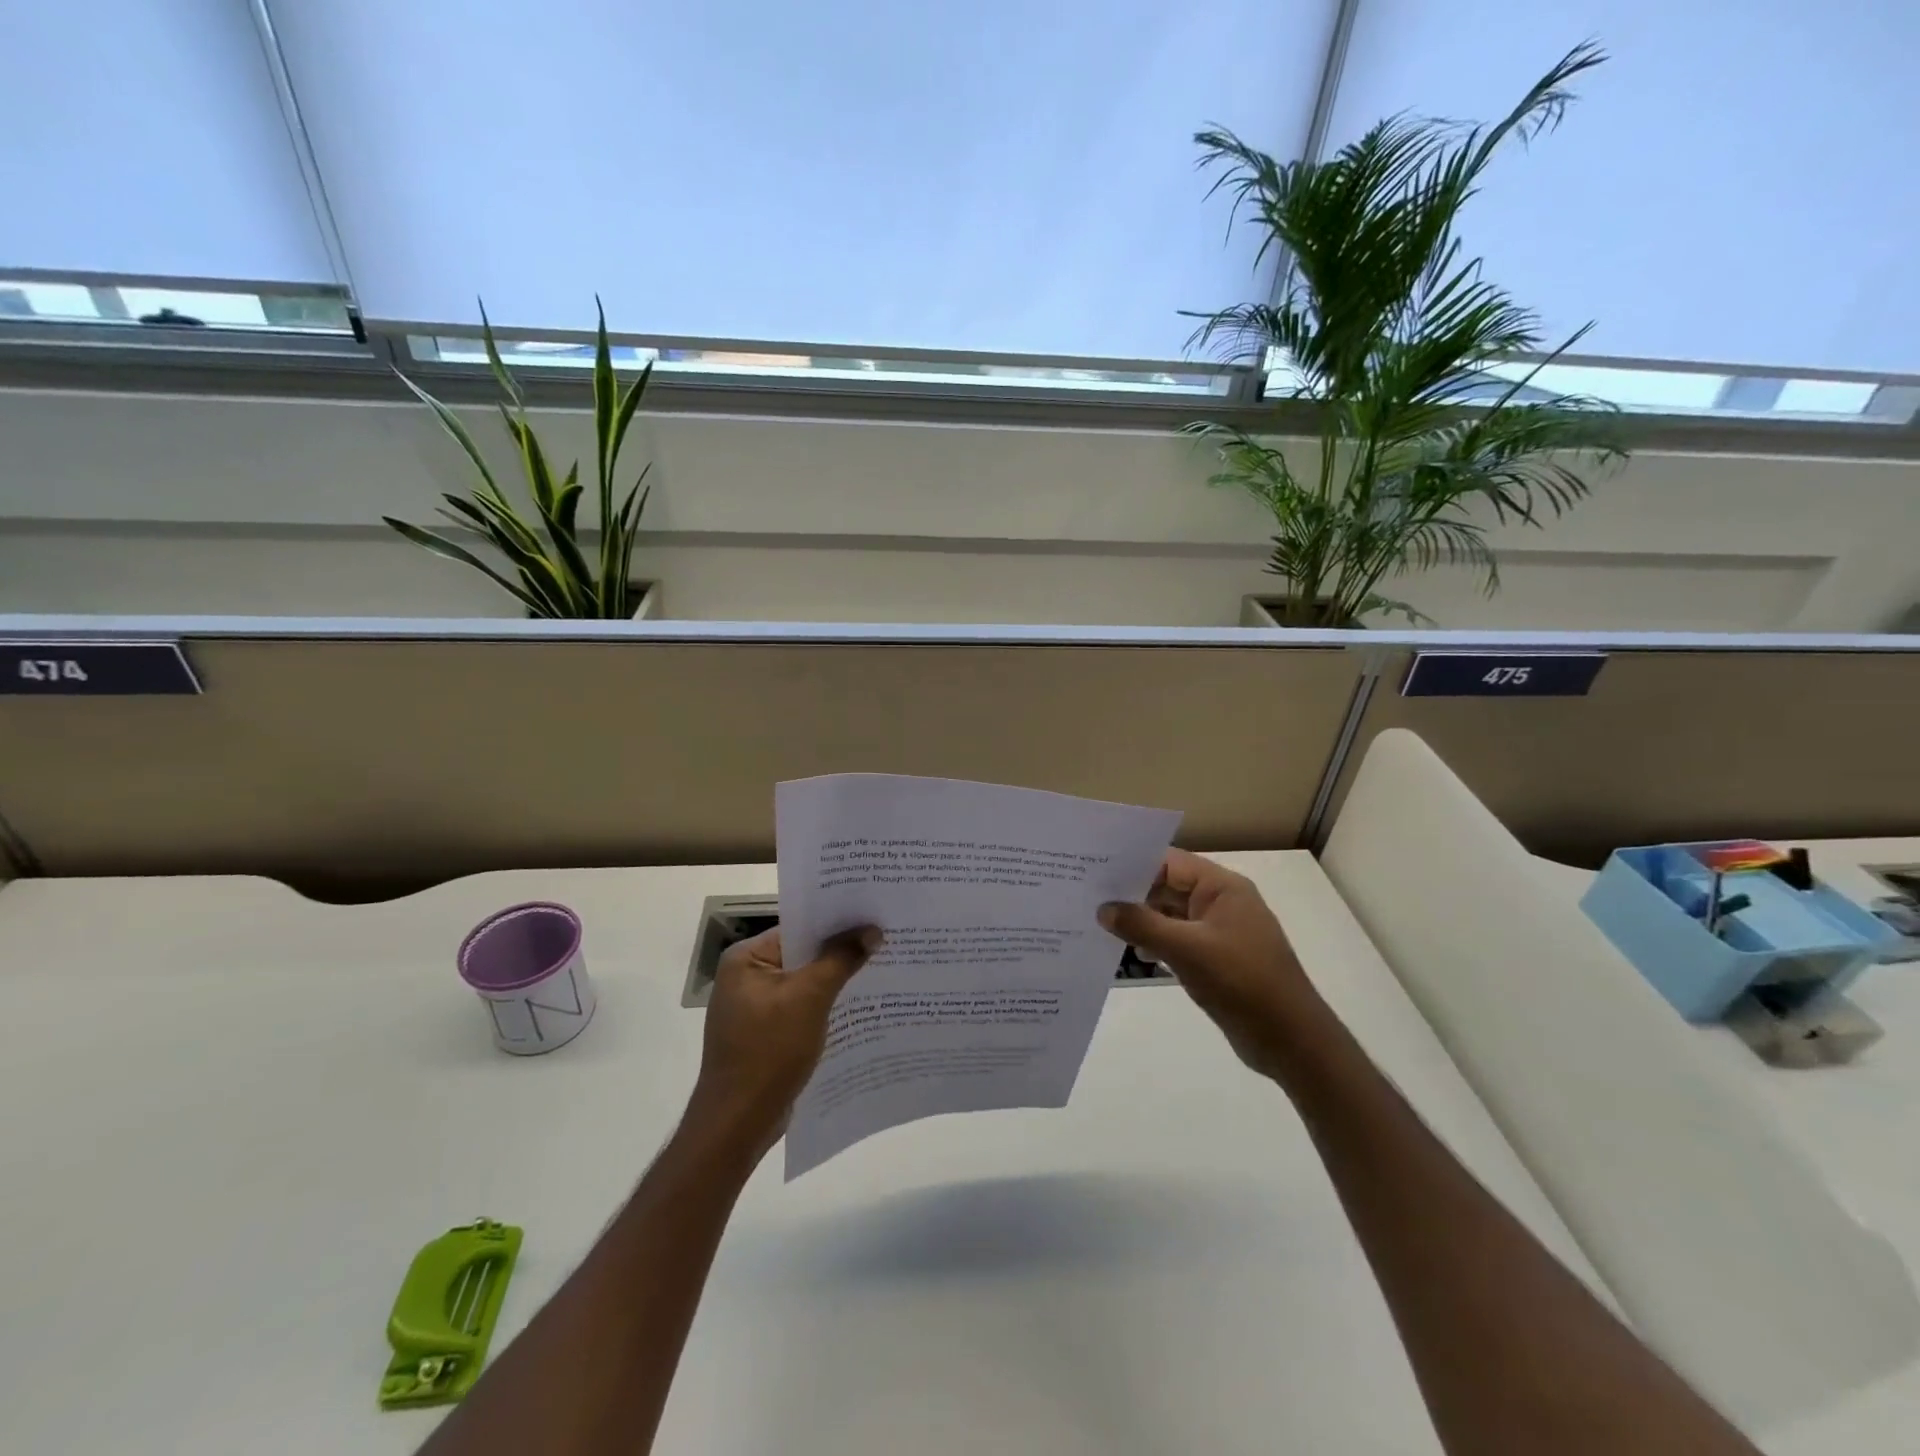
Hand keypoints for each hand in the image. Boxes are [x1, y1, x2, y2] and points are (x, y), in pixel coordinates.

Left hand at [687, 925, 879, 1150]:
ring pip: (805, 981)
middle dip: (841, 950)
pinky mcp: (766, 1033)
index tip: (873, 915)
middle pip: (803, 953)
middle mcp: (746, 976)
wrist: (738, 1123)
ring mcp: (755, 1007)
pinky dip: (826, 1004)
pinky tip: (859, 1005)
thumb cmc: (769, 1051)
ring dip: (837, 979)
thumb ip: (840, 959)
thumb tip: (872, 930)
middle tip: (884, 938)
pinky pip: (802, 1007)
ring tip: (881, 967)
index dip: (836, 921)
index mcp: (746, 958)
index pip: (798, 927)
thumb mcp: (809, 998)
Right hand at [1099, 849, 1325, 1079]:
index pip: (1170, 863)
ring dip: (1143, 921)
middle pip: (1170, 887)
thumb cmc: (1241, 982)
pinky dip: (1159, 943)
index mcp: (1222, 888)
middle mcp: (1222, 903)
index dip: (1134, 865)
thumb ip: (1142, 925)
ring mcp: (1221, 932)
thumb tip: (1104, 909)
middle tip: (1091, 899)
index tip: (1096, 872)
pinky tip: (1134, 953)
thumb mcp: (1187, 950)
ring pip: (1173, 915)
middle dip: (1134, 894)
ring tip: (1103, 926)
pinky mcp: (1219, 958)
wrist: (1291, 1040)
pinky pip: (1181, 940)